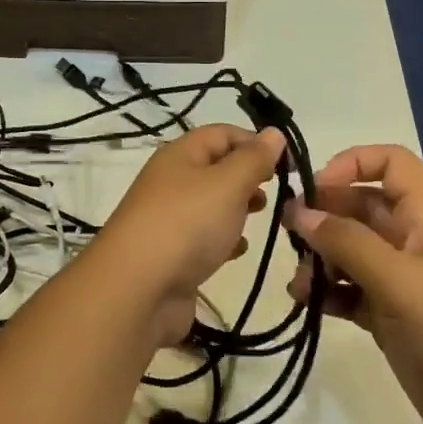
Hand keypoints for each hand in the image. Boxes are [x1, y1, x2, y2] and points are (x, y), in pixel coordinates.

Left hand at [92, 125, 286, 346]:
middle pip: (215, 168)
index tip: (285, 163)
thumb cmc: (187, 225)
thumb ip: (253, 159)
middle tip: (276, 192)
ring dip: (237, 208)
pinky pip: (203, 238)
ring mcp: (169, 220)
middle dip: (247, 176)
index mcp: (179, 156)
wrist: (137, 290)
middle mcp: (171, 182)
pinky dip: (223, 240)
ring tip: (260, 217)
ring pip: (210, 204)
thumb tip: (273, 133)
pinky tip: (238, 250)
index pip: (221, 134)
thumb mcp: (227, 184)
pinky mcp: (171, 255)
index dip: (253, 141)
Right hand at [284, 144, 422, 423]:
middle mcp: (413, 242)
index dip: (353, 164)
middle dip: (325, 216)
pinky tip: (309, 305)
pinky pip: (352, 293)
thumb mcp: (399, 279)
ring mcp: (403, 283)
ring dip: (322, 260)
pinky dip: (329, 294)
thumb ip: (346, 242)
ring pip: (352, 252)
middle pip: (362, 208)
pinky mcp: (393, 319)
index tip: (315, 189)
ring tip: (302, 284)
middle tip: (291, 237)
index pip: (392, 164)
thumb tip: (300, 211)